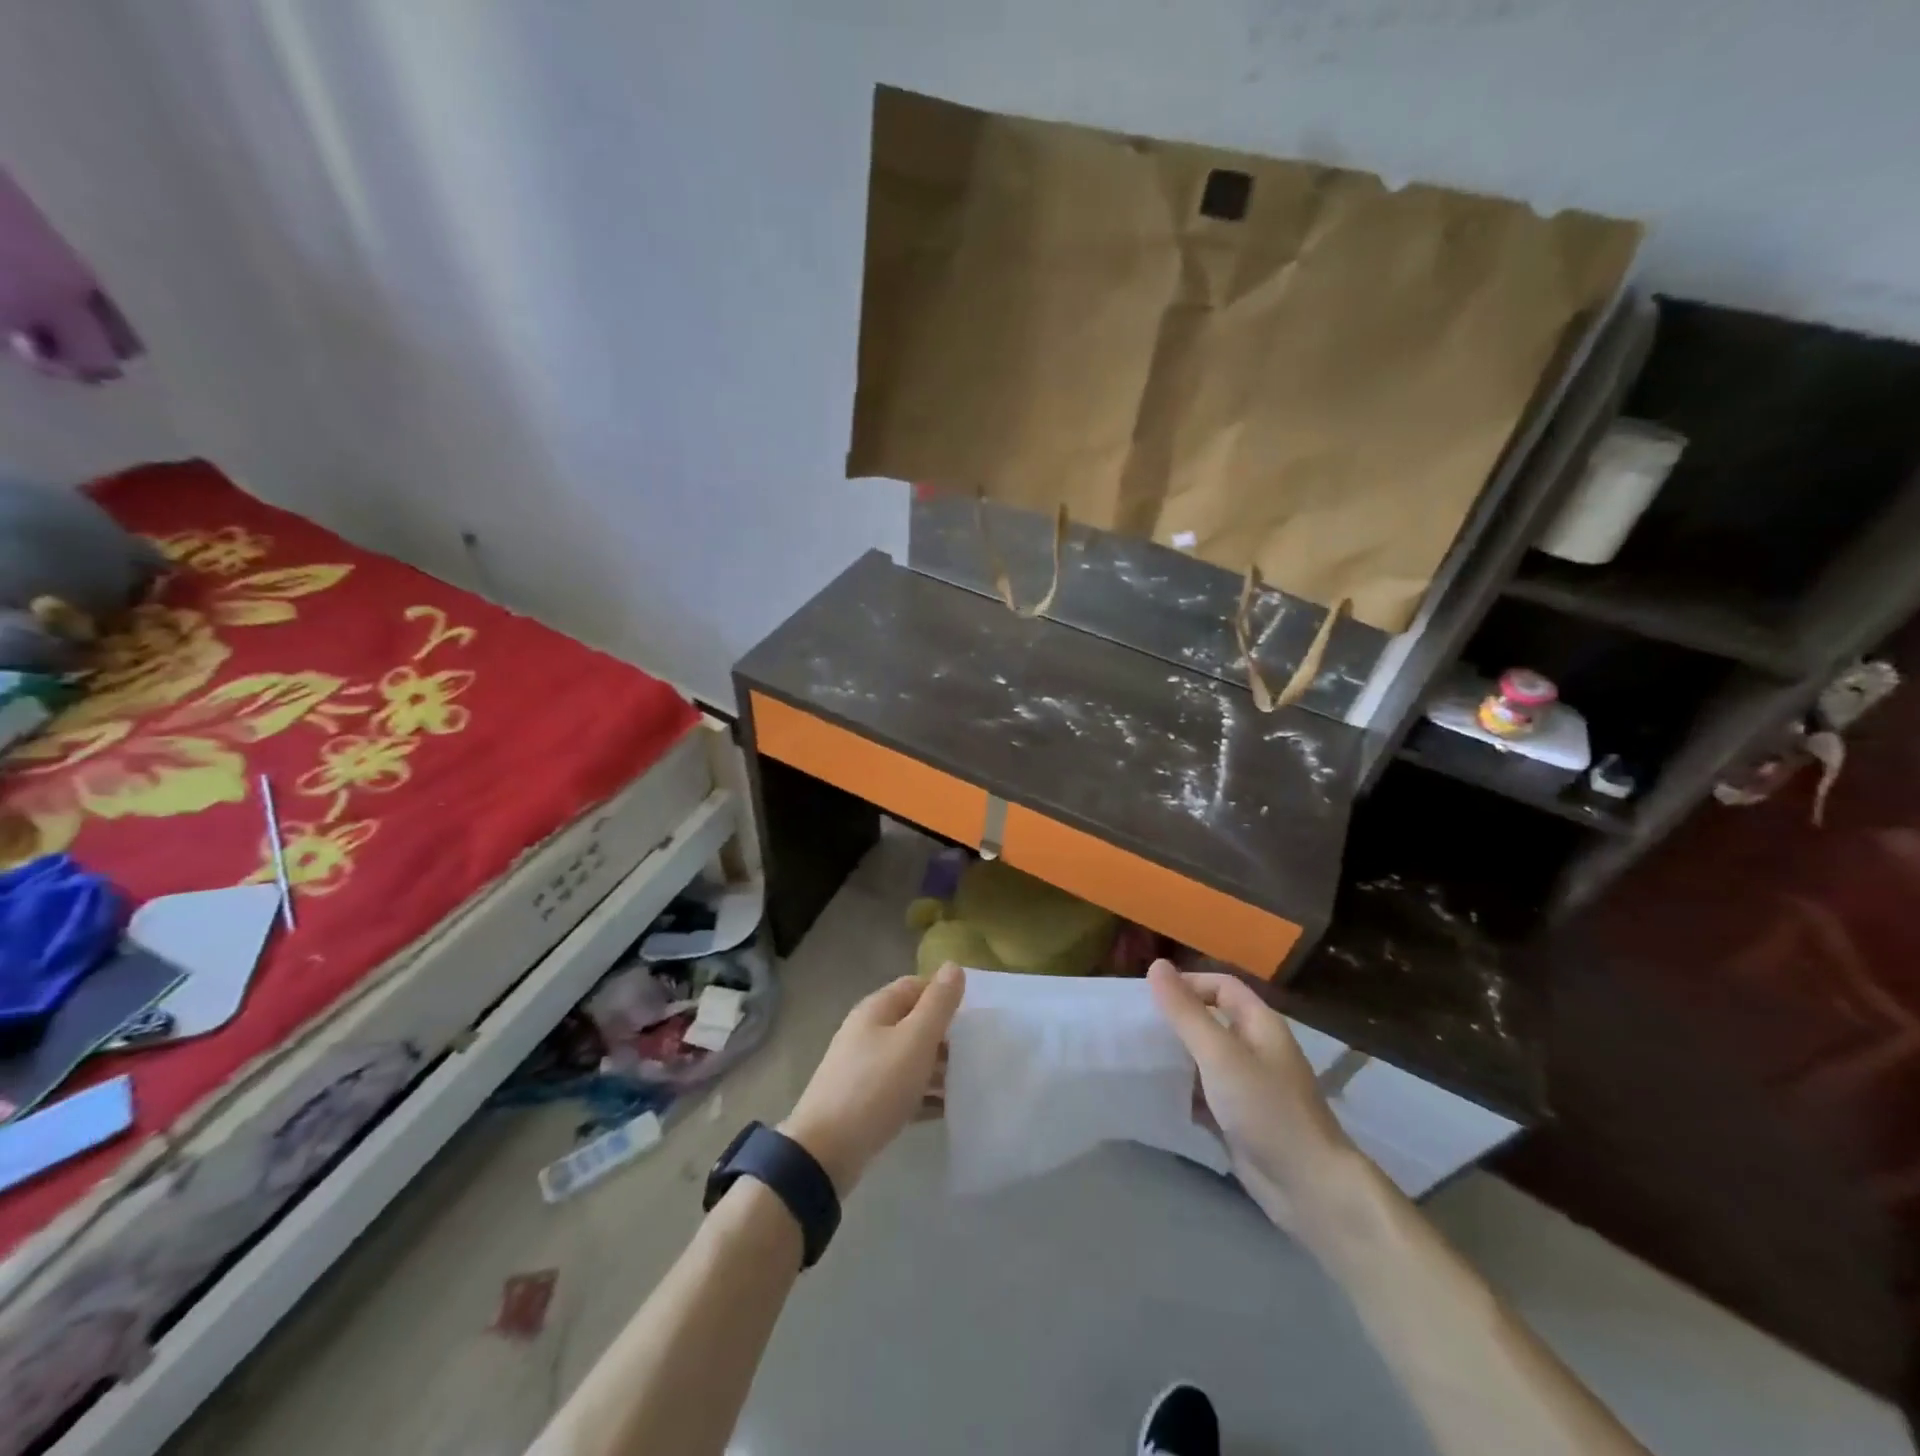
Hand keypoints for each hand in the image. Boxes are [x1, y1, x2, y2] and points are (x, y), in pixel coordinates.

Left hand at [781, 962, 964, 1194]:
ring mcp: (864, 1068)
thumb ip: (938, 1004)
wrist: (826, 1152)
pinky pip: (903, 1090)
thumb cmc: (876, 1086)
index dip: (944, 994)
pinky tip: (949, 1109)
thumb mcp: (915, 1039)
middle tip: (977, 1049)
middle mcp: (868, 1032)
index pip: (916, 986)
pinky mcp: (866, 1103)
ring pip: (910, 1057)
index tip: (976, 1013)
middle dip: (945, 1033)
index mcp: (876, 1009)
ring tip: (970, 1080)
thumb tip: (953, 965)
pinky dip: (925, 1094)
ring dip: (938, 1066)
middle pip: (913, 1022)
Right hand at [1148, 959, 1359, 1232]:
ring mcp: (1248, 1086)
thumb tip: (1156, 965)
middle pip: (1210, 1020)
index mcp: (1259, 1024)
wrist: (1309, 1188)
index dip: (1188, 984)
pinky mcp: (1239, 1119)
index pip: (1221, 986)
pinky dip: (1182, 1092)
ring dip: (1175, 1057)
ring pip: (1204, 1059)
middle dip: (1175, 1021)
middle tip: (1136, 1027)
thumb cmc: (1266, 1108)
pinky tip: (1155, 1095)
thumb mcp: (1220, 1054)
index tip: (1150, 997)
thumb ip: (1186, 1012)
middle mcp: (1255, 1049)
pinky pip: (1204, 1094)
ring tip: (1137, 1058)